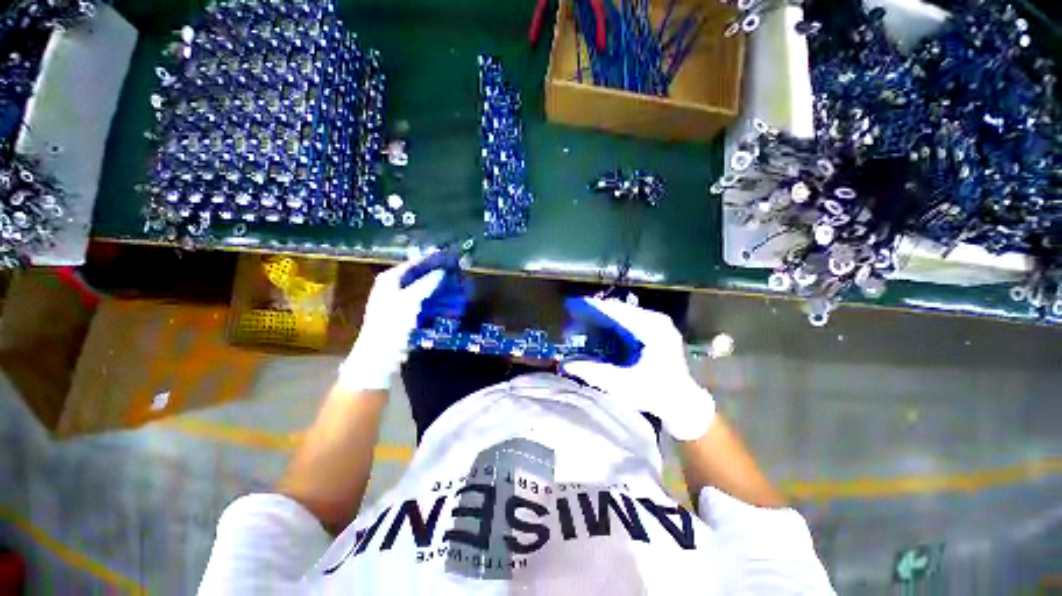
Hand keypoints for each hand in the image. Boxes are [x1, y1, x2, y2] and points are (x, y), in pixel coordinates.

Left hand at [337, 256, 444, 391]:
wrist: (379, 356)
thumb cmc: (392, 324)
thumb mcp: (410, 300)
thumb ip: (426, 283)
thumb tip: (442, 271)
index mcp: (389, 279)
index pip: (413, 263)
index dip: (431, 259)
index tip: (450, 257)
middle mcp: (392, 287)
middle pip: (417, 275)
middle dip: (436, 274)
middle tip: (455, 273)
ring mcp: (397, 301)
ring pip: (421, 288)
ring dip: (436, 287)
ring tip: (454, 286)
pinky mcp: (404, 314)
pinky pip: (422, 301)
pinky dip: (433, 300)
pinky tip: (446, 301)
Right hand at [561, 297, 714, 440]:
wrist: (683, 404)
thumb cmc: (655, 393)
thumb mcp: (622, 384)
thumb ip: (594, 373)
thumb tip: (568, 365)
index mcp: (652, 330)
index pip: (619, 312)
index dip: (597, 308)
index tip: (577, 305)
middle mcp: (658, 322)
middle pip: (623, 309)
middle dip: (601, 311)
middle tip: (580, 313)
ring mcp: (661, 325)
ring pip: (628, 313)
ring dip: (609, 315)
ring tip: (589, 317)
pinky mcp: (660, 331)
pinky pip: (634, 319)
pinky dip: (619, 321)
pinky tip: (606, 326)